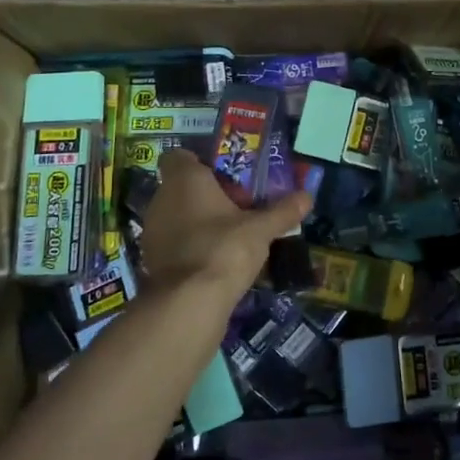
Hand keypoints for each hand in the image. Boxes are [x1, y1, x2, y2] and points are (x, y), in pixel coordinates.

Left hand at [139, 150, 311, 302]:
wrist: (189, 303)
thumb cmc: (224, 248)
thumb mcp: (261, 229)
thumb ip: (282, 211)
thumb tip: (308, 196)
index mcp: (184, 180)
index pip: (178, 157)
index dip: (198, 163)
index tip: (224, 176)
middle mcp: (161, 200)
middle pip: (181, 188)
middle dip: (205, 195)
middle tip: (237, 206)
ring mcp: (152, 231)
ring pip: (176, 216)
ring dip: (197, 222)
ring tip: (229, 234)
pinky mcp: (152, 260)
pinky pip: (173, 243)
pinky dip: (190, 246)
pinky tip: (214, 258)